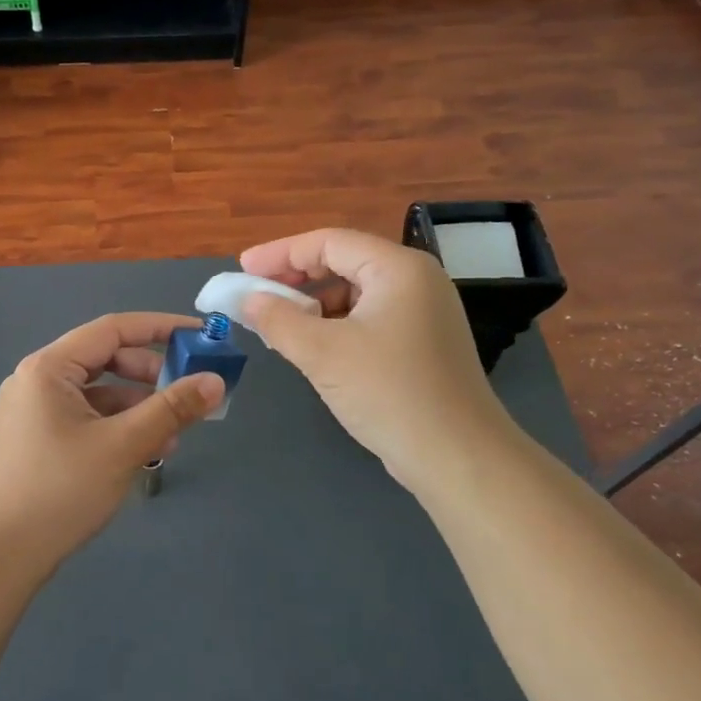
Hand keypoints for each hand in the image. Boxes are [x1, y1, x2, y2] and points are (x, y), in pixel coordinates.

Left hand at [0, 313, 225, 571]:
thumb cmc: (59, 491)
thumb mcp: (123, 446)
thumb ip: (171, 410)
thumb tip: (215, 381)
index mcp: (48, 368)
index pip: (113, 329)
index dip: (160, 327)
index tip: (201, 336)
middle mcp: (37, 380)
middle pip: (105, 360)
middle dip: (151, 375)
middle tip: (189, 393)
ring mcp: (33, 412)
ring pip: (98, 394)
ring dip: (138, 407)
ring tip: (173, 436)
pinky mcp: (36, 440)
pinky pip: (86, 419)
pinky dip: (117, 428)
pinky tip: (144, 453)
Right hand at [238, 228, 517, 493]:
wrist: (458, 458)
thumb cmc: (388, 392)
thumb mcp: (322, 353)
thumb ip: (278, 320)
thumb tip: (248, 300)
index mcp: (398, 269)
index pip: (329, 242)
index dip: (281, 252)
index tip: (243, 269)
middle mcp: (416, 281)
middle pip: (344, 262)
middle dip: (296, 277)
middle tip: (256, 294)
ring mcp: (423, 313)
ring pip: (355, 294)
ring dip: (313, 305)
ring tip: (279, 327)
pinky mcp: (422, 343)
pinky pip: (368, 319)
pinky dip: (335, 327)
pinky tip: (313, 349)